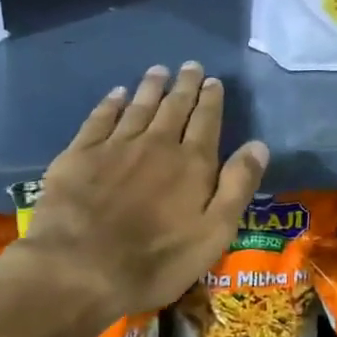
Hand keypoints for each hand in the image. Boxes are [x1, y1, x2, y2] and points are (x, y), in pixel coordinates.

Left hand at [6, 63, 268, 322]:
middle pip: (174, 107)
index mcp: (192, 163)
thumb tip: (259, 145)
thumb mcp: (214, 234)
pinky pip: (100, 119)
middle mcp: (157, 144)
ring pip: (139, 107)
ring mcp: (115, 146)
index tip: (213, 81)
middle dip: (185, 86)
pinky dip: (111, 103)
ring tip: (159, 70)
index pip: (206, 121)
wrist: (77, 270)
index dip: (211, 100)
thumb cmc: (155, 261)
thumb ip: (237, 186)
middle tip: (191, 66)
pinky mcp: (79, 155)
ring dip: (151, 87)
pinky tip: (116, 93)